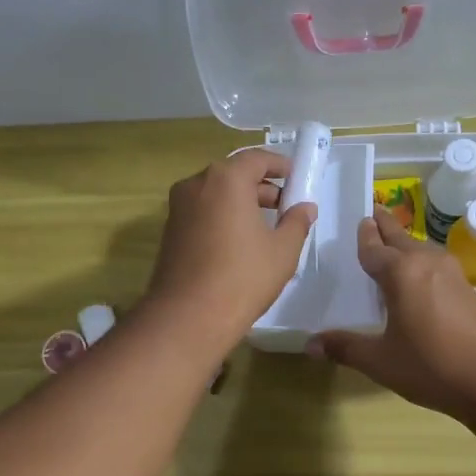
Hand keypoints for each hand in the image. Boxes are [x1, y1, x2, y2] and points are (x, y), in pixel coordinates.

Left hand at [142, 149, 315, 350]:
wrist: (188, 316)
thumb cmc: (243, 277)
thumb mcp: (283, 250)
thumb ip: (297, 222)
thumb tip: (305, 207)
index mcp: (226, 179)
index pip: (257, 158)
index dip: (280, 165)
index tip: (296, 178)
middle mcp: (197, 184)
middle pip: (234, 174)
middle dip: (261, 187)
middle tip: (285, 206)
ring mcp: (178, 208)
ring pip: (216, 194)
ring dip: (241, 203)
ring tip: (265, 227)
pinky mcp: (170, 231)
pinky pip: (202, 212)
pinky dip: (223, 217)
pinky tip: (239, 243)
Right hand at [309, 207, 475, 417]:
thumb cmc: (431, 366)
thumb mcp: (380, 360)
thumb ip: (345, 348)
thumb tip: (309, 344)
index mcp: (400, 272)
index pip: (373, 247)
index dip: (363, 235)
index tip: (358, 218)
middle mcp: (425, 263)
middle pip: (400, 237)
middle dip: (384, 226)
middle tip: (372, 212)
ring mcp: (450, 273)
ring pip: (420, 248)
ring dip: (404, 243)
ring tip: (390, 243)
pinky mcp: (466, 287)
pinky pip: (434, 263)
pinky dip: (419, 261)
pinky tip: (416, 276)